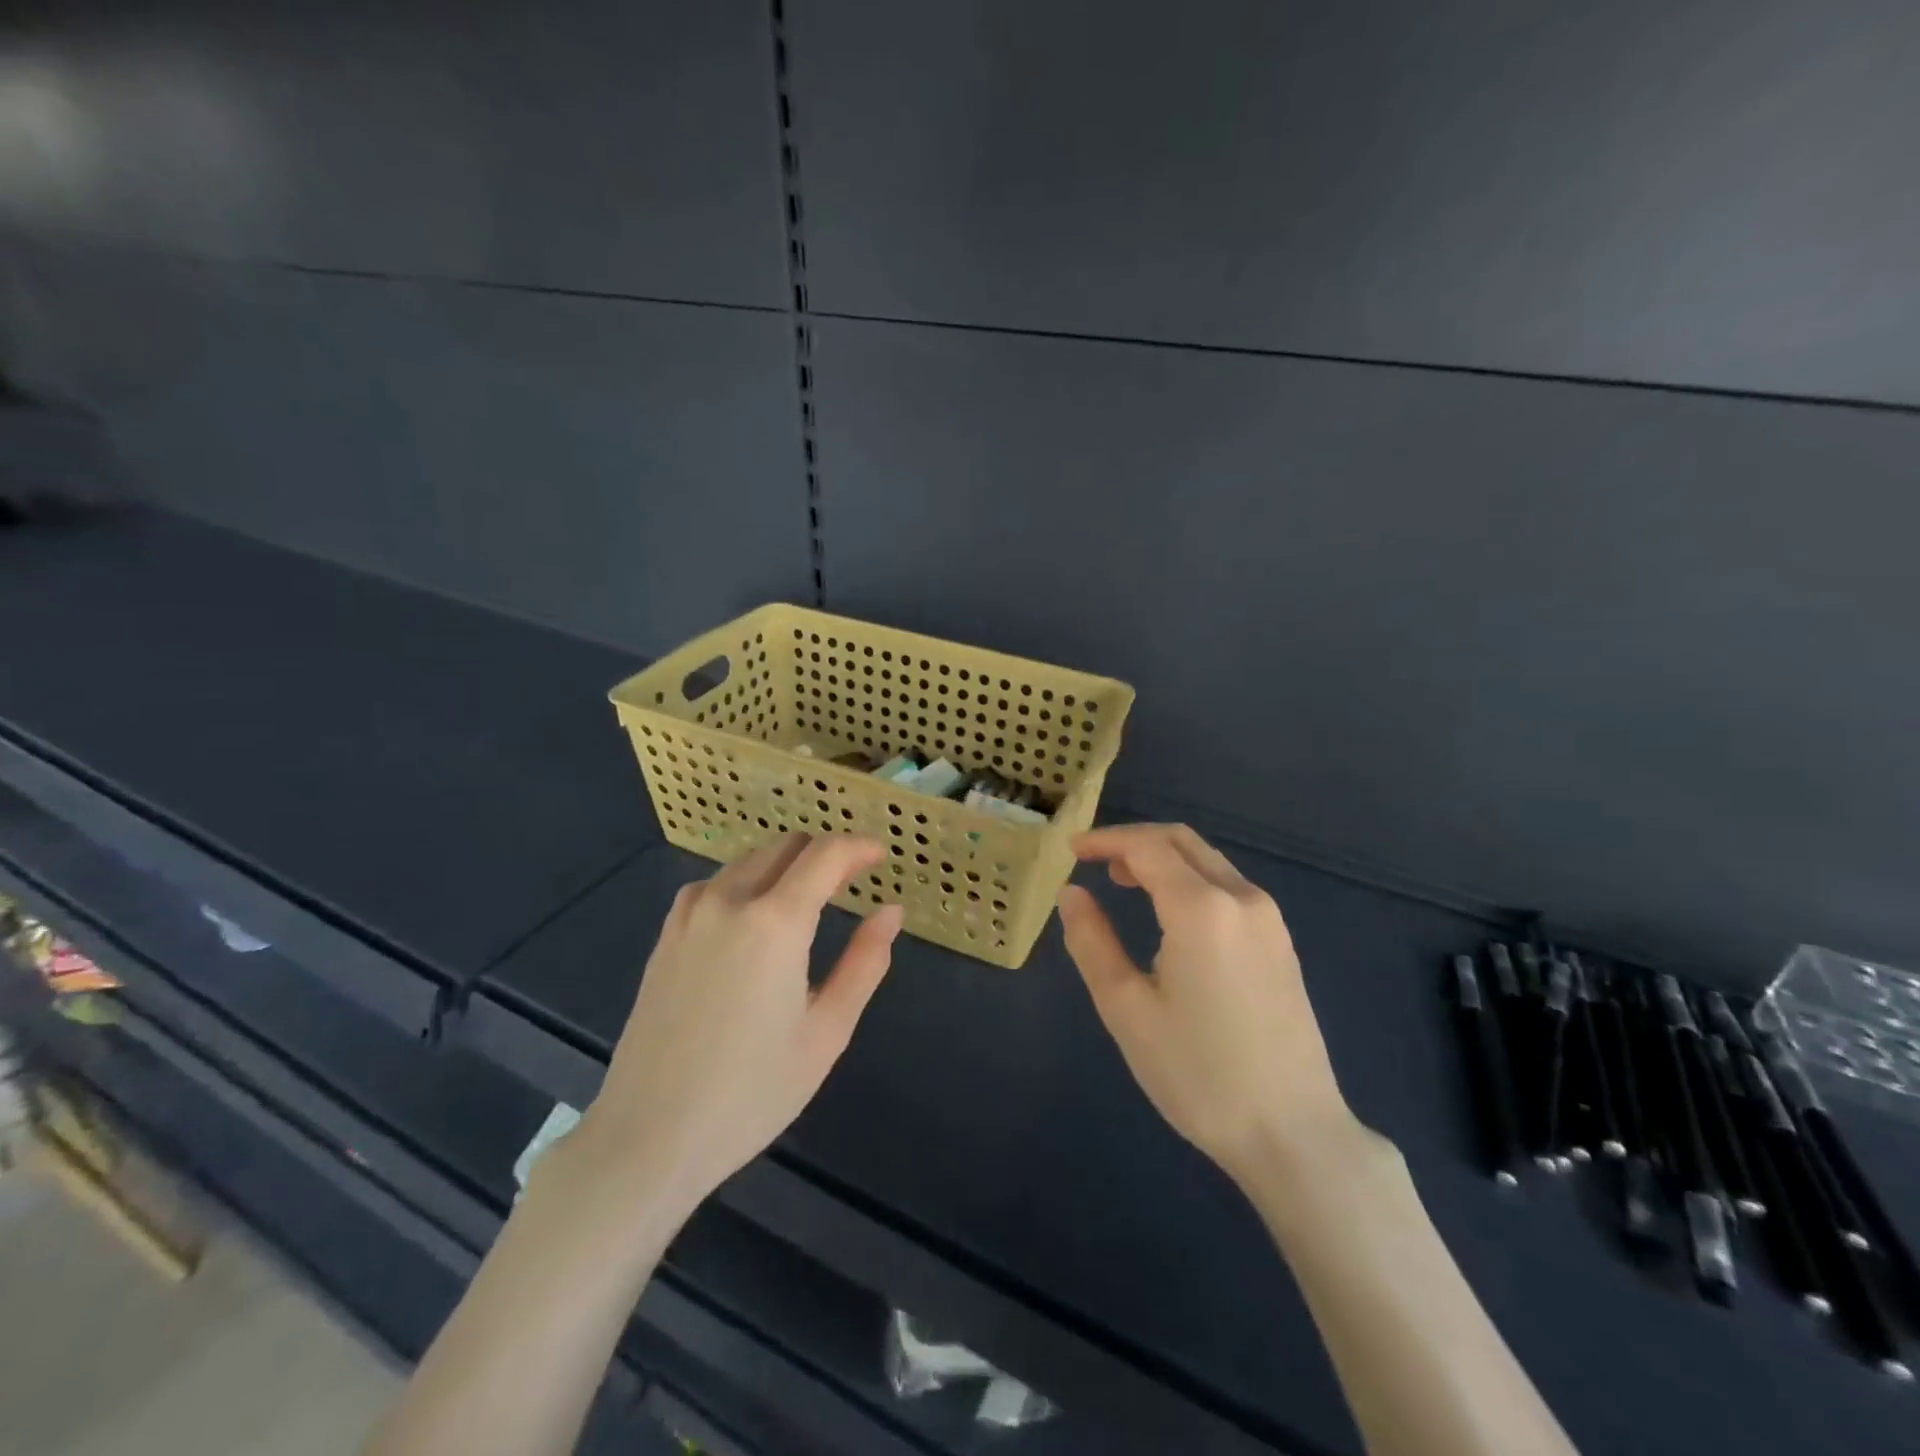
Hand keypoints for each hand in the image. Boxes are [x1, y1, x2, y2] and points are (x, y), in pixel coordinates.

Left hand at [566, 835, 901, 1213]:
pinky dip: (747, 882)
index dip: (859, 847)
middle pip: (787, 846)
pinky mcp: (666, 935)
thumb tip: (891, 911)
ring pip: (749, 860)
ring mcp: (690, 915)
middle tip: (852, 881)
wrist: (648, 1137)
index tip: (881, 857)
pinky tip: (753, 917)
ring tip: (808, 900)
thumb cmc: (751, 1092)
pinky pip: (715, 883)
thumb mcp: (826, 1032)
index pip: (826, 854)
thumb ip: (864, 963)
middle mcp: (729, 901)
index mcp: (775, 923)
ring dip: (786, 865)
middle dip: (825, 853)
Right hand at [1056, 823, 1354, 1180]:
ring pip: (1208, 861)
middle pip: (1182, 841)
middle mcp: (1242, 898)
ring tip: (1124, 883)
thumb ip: (1092, 941)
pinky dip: (1190, 880)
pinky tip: (1170, 914)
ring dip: (1163, 859)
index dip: (1105, 840)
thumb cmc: (1199, 1073)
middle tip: (1095, 861)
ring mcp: (1269, 920)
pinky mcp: (1281, 943)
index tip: (1072, 849)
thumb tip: (1071, 893)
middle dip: (1134, 841)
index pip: (1147, 847)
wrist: (1293, 1133)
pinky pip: (1229, 887)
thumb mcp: (1126, 1009)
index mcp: (1201, 908)